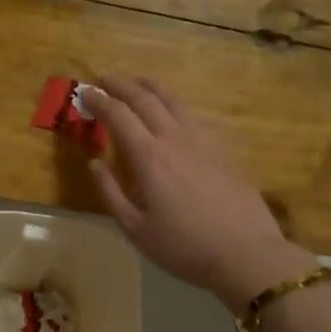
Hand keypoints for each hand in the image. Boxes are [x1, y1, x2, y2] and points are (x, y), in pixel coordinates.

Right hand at [85, 76, 317, 310]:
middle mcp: (175, 138)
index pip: (118, 115)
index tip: (85, 92)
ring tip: (138, 82)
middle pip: (146, 99)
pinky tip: (175, 112)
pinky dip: (176, 105)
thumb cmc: (184, 246)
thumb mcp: (136, 229)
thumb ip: (111, 192)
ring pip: (174, 101)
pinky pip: (194, 115)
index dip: (99, 100)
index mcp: (149, 157)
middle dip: (122, 85)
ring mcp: (204, 140)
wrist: (245, 252)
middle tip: (105, 78)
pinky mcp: (223, 148)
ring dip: (151, 87)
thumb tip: (94, 163)